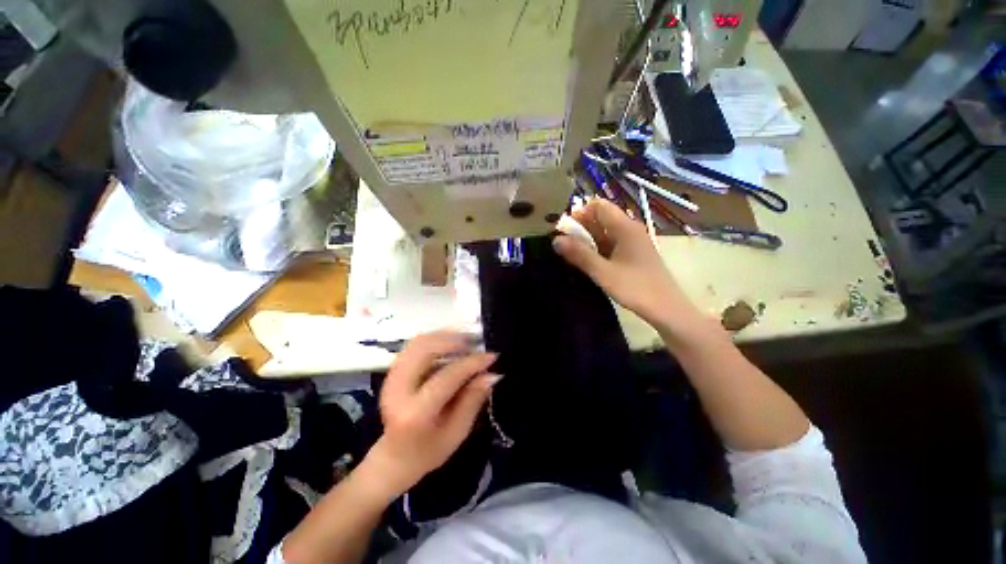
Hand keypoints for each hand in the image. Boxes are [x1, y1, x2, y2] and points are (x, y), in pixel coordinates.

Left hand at [366, 332, 498, 498]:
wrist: (394, 458)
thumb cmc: (429, 451)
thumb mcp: (457, 432)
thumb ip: (473, 400)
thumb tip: (492, 374)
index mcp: (415, 413)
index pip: (446, 377)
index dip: (471, 363)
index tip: (491, 356)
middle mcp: (398, 390)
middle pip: (426, 350)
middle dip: (454, 340)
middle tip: (476, 342)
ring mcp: (391, 378)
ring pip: (418, 342)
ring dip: (444, 336)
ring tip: (466, 341)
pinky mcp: (392, 371)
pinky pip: (414, 345)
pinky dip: (434, 339)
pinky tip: (450, 343)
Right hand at [553, 198, 698, 331]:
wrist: (666, 309)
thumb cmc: (636, 288)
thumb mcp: (603, 272)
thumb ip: (580, 254)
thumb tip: (555, 240)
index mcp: (625, 227)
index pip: (599, 206)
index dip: (580, 212)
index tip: (563, 227)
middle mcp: (629, 230)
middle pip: (601, 218)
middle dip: (580, 226)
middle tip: (561, 241)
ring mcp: (631, 243)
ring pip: (604, 232)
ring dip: (586, 238)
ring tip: (568, 250)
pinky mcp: (631, 255)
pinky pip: (609, 244)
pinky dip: (595, 248)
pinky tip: (585, 259)